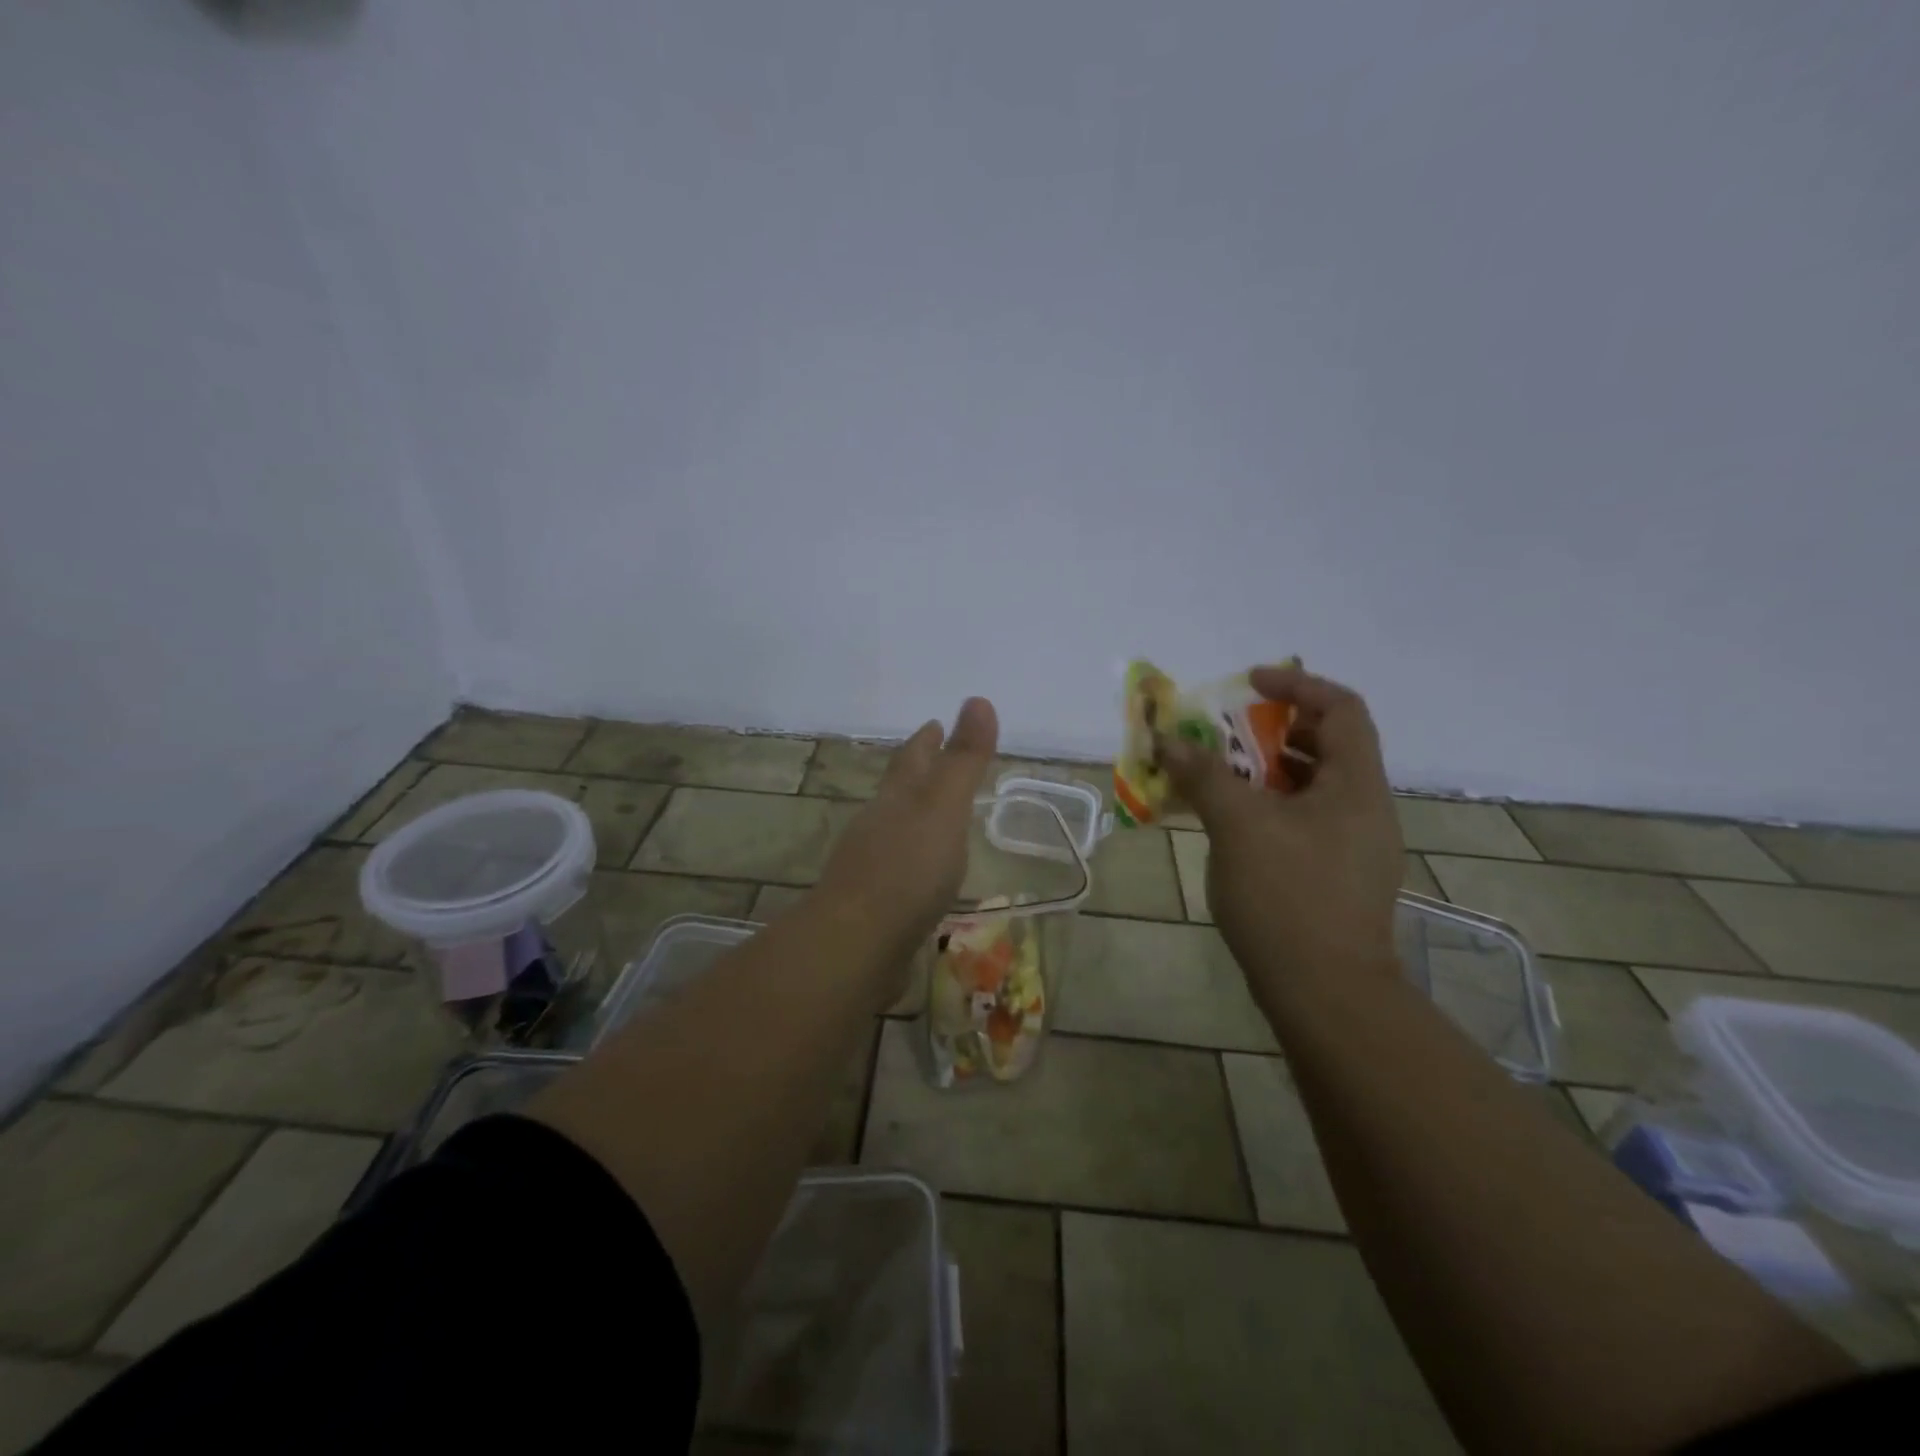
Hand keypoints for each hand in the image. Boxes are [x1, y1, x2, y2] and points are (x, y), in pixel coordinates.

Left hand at [815, 697, 999, 975]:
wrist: (857, 945)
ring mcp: (871, 868)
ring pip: (895, 830)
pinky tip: (923, 875)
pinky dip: (913, 861)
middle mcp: (878, 827)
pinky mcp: (873, 905)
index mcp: (896, 800)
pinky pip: (898, 870)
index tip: (935, 723)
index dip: (926, 740)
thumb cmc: (907, 869)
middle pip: (899, 792)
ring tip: (935, 816)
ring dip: (914, 818)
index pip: (912, 759)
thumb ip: (963, 760)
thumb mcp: (944, 807)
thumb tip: (978, 699)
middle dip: (917, 774)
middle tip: (936, 761)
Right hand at [1161, 666, 1402, 996]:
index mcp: (1356, 786)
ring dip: (1266, 771)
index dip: (1296, 684)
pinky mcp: (1337, 877)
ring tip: (1218, 776)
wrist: (1326, 994)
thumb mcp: (1238, 826)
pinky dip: (1269, 808)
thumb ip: (1204, 775)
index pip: (1341, 708)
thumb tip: (1167, 739)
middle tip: (1225, 733)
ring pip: (1312, 787)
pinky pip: (1304, 821)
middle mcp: (1365, 809)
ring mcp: (1354, 847)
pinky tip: (1231, 827)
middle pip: (1327, 745)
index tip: (1247, 683)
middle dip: (1273, 729)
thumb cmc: (1288, 897)